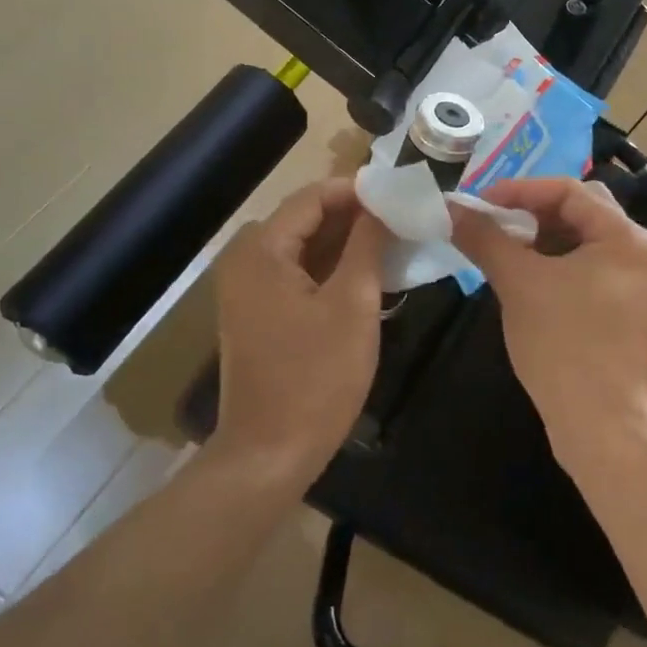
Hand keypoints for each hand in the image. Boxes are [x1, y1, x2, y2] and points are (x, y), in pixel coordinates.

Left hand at [210, 179, 386, 488]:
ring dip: (343, 242)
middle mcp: (245, 260)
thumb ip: (367, 245)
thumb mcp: (353, 305)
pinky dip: (327, 267)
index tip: (399, 195)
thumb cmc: (316, 378)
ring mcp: (246, 289)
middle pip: (304, 218)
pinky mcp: (255, 313)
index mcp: (262, 251)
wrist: (268, 455)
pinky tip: (364, 273)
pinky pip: (294, 273)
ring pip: (301, 246)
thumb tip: (382, 205)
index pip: (312, 197)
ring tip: (391, 242)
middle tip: (401, 219)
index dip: (356, 191)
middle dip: (353, 215)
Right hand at [450, 178, 646, 471]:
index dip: (519, 190)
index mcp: (622, 236)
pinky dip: (550, 264)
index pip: (568, 190)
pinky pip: (582, 268)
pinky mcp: (619, 310)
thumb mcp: (519, 283)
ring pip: (578, 241)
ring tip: (500, 247)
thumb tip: (450, 208)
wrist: (603, 426)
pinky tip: (520, 277)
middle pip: (578, 210)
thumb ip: (485, 238)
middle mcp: (635, 252)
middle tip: (492, 219)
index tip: (479, 202)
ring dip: (538, 237)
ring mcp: (630, 283)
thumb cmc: (564, 344)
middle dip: (531, 210)